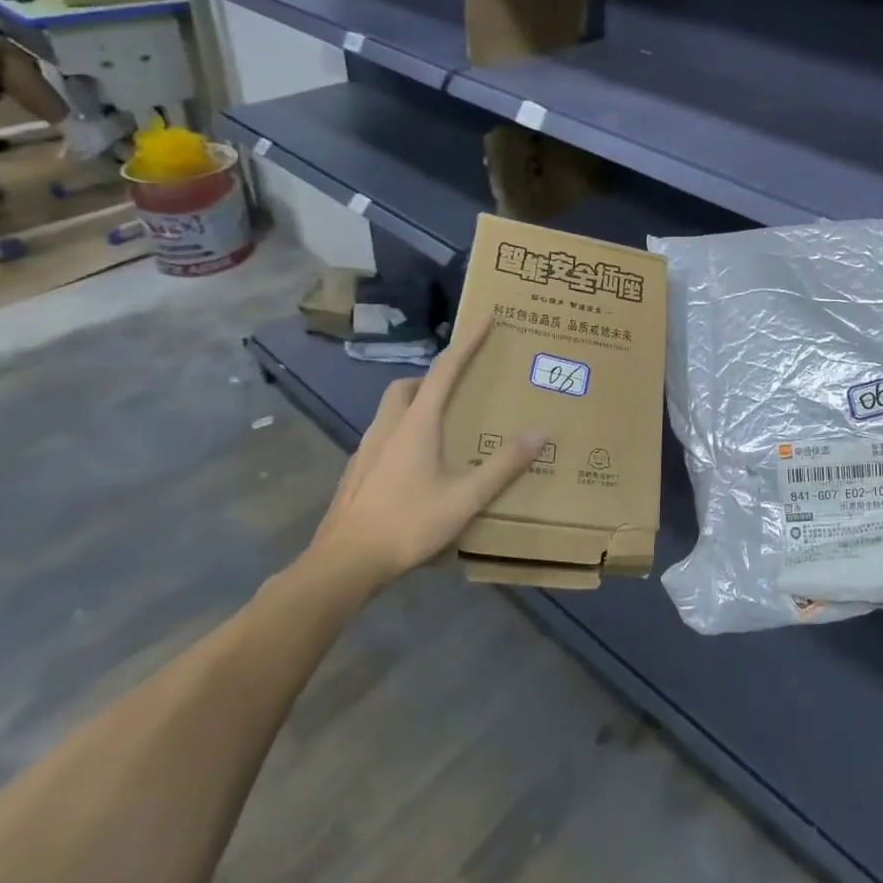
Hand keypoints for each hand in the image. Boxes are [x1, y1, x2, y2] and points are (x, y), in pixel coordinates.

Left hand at [306, 315, 542, 595]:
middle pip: (407, 385)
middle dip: (431, 377)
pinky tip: (414, 466)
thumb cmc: (407, 523)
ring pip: (390, 410)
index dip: (467, 342)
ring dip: (414, 405)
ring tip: (439, 426)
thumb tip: (541, 433)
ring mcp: (366, 450)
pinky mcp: (355, 473)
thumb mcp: (465, 498)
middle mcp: (389, 427)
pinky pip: (382, 437)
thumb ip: (503, 466)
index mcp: (417, 423)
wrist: (342, 565)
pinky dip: (401, 434)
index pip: (445, 369)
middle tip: (457, 386)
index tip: (485, 317)